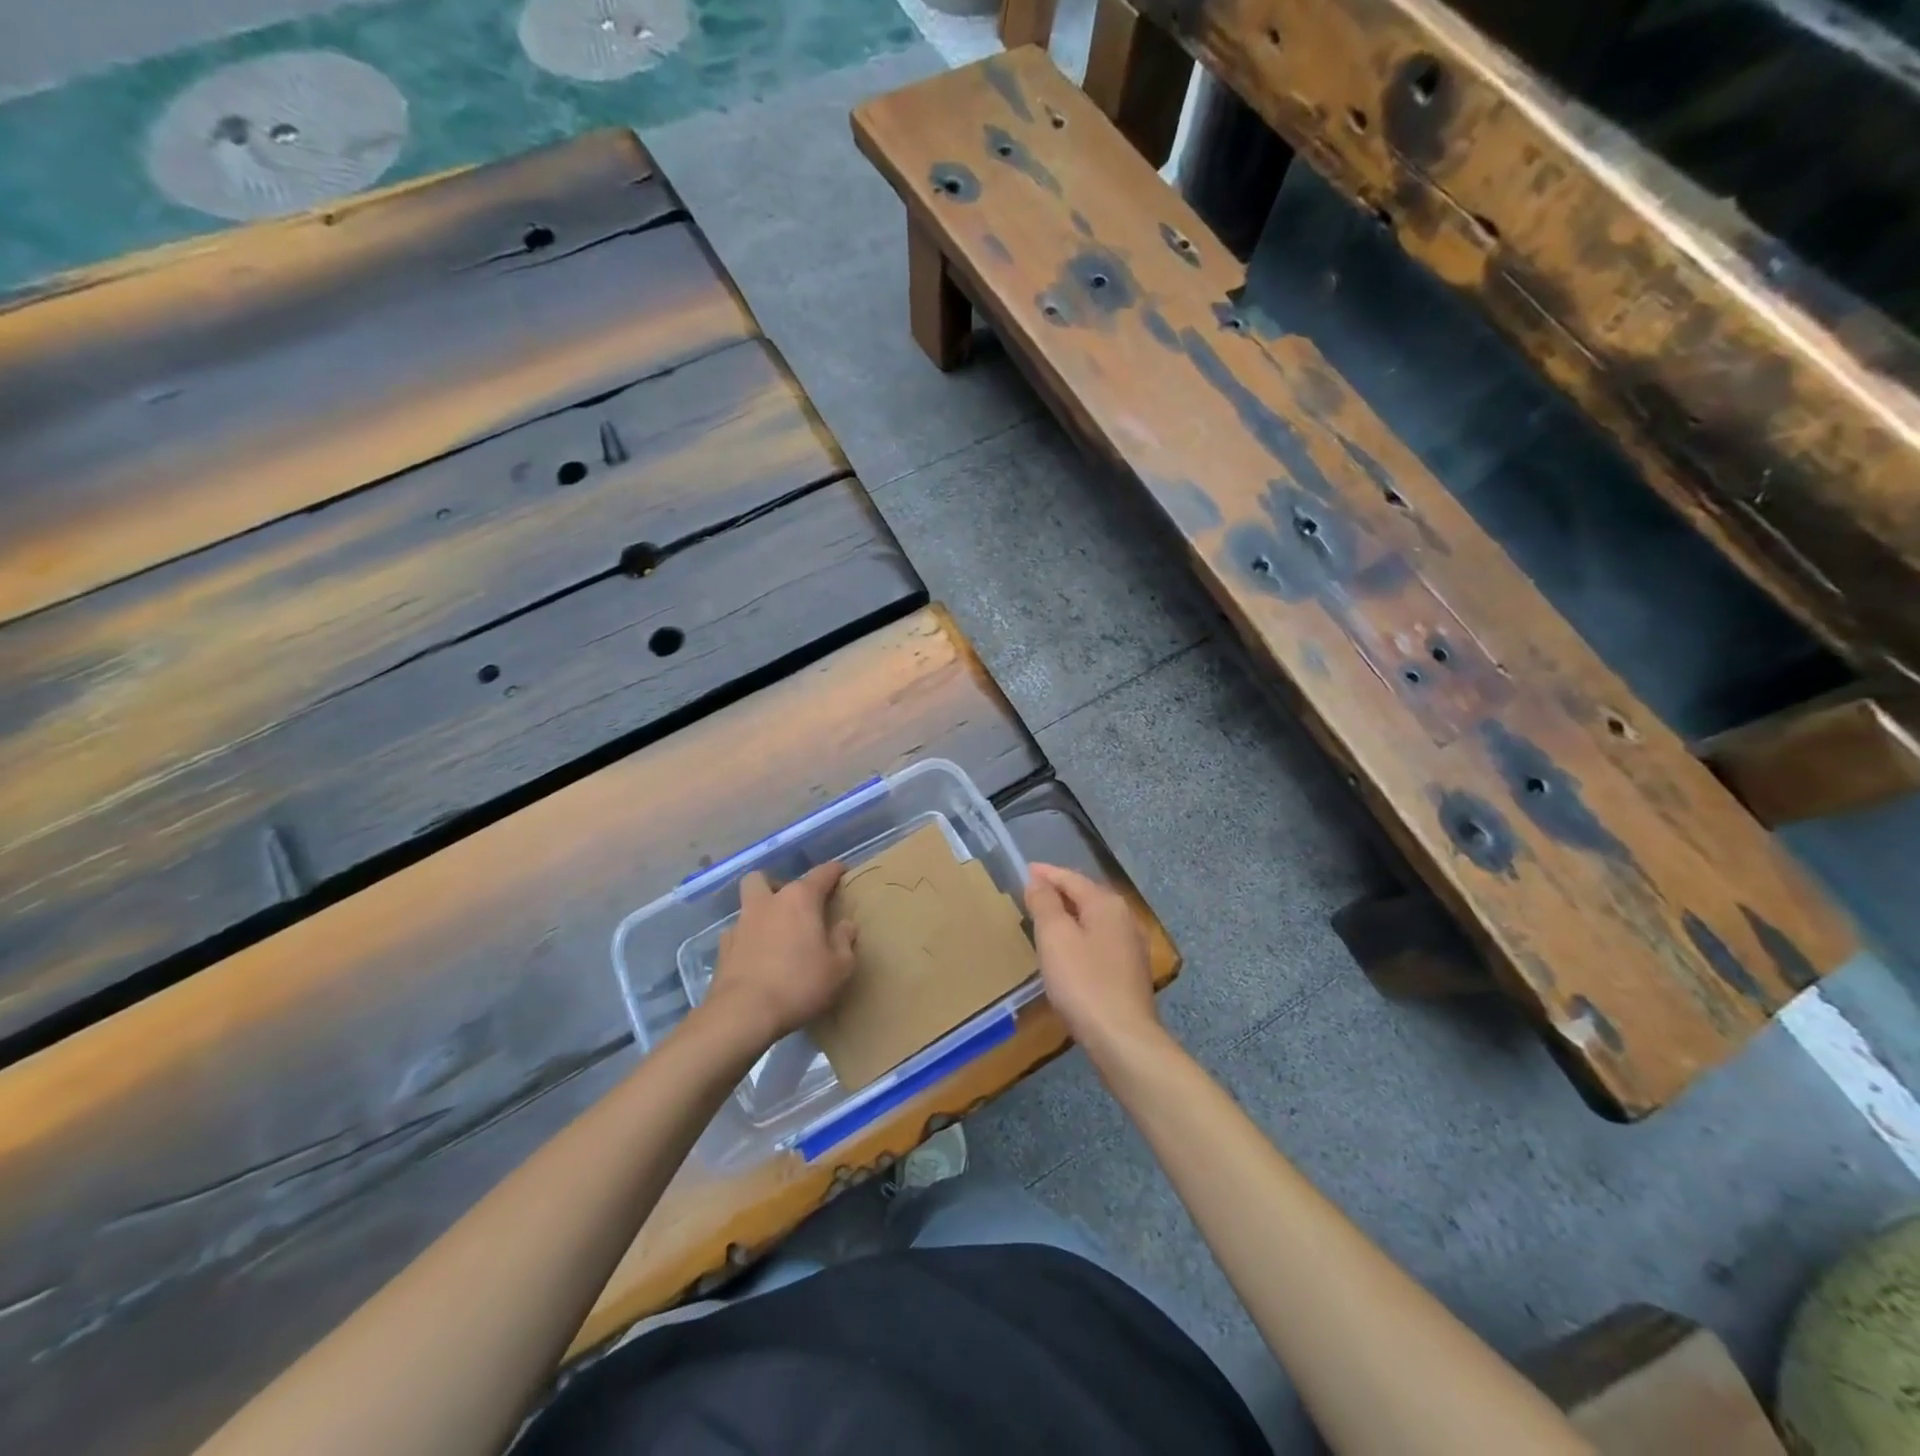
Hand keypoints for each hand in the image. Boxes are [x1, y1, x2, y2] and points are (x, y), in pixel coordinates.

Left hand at [703, 864, 857, 1050]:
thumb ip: (844, 941)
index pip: (821, 874)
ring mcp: (740, 924)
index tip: (842, 871)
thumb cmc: (799, 983)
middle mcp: (767, 903)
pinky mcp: (723, 949)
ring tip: (775, 934)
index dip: (834, 871)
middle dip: (777, 885)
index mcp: (799, 899)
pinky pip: (737, 934)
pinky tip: (757, 959)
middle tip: (793, 905)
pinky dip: (748, 940)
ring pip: (747, 904)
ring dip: (761, 913)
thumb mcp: (838, 967)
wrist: (743, 1013)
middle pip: (765, 878)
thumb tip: (845, 925)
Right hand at [1025, 862, 1160, 1061]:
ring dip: (1070, 914)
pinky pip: (1099, 940)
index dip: (1046, 873)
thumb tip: (1038, 881)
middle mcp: (1125, 918)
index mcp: (1107, 904)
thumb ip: (1044, 903)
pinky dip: (1081, 935)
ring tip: (1046, 918)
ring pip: (1094, 919)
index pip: (1071, 878)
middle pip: (1086, 895)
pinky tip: (1069, 949)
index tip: (1025, 870)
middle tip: (1033, 892)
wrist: (1122, 1038)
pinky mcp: (1130, 972)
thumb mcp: (1055, 937)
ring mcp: (1131, 946)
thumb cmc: (1083, 982)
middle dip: (1060, 891)